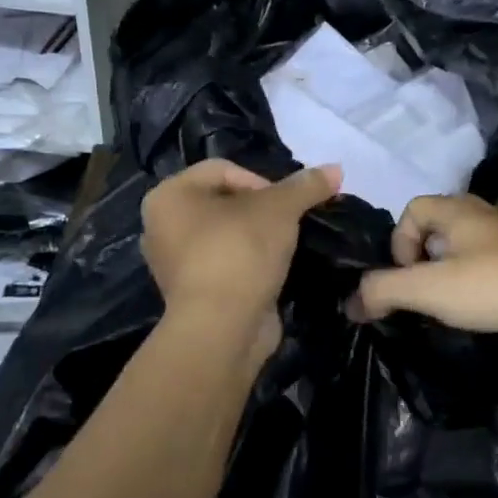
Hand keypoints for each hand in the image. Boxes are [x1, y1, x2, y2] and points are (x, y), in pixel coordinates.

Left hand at [141, 159, 340, 350]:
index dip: (262, 181)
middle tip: (290, 224)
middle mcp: (161, 227)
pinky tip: (274, 271)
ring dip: (258, 239)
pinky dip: (250, 265)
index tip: (286, 206)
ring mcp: (175, 264)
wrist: (223, 328)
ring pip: (227, 236)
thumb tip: (336, 168)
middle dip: (262, 210)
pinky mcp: (193, 295)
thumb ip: (306, 186)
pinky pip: (227, 266)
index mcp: (168, 196)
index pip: (223, 169)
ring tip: (285, 247)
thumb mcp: (280, 209)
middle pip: (225, 202)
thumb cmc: (240, 252)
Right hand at [346, 194, 497, 344]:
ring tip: (454, 305)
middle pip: (438, 227)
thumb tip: (350, 304)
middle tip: (428, 292)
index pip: (411, 210)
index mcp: (457, 209)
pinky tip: (487, 309)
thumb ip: (383, 292)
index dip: (399, 243)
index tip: (408, 278)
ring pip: (467, 248)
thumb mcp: (429, 289)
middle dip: (424, 261)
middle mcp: (484, 214)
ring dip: (453, 273)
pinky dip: (481, 283)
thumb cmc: (496, 284)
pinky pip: (493, 265)